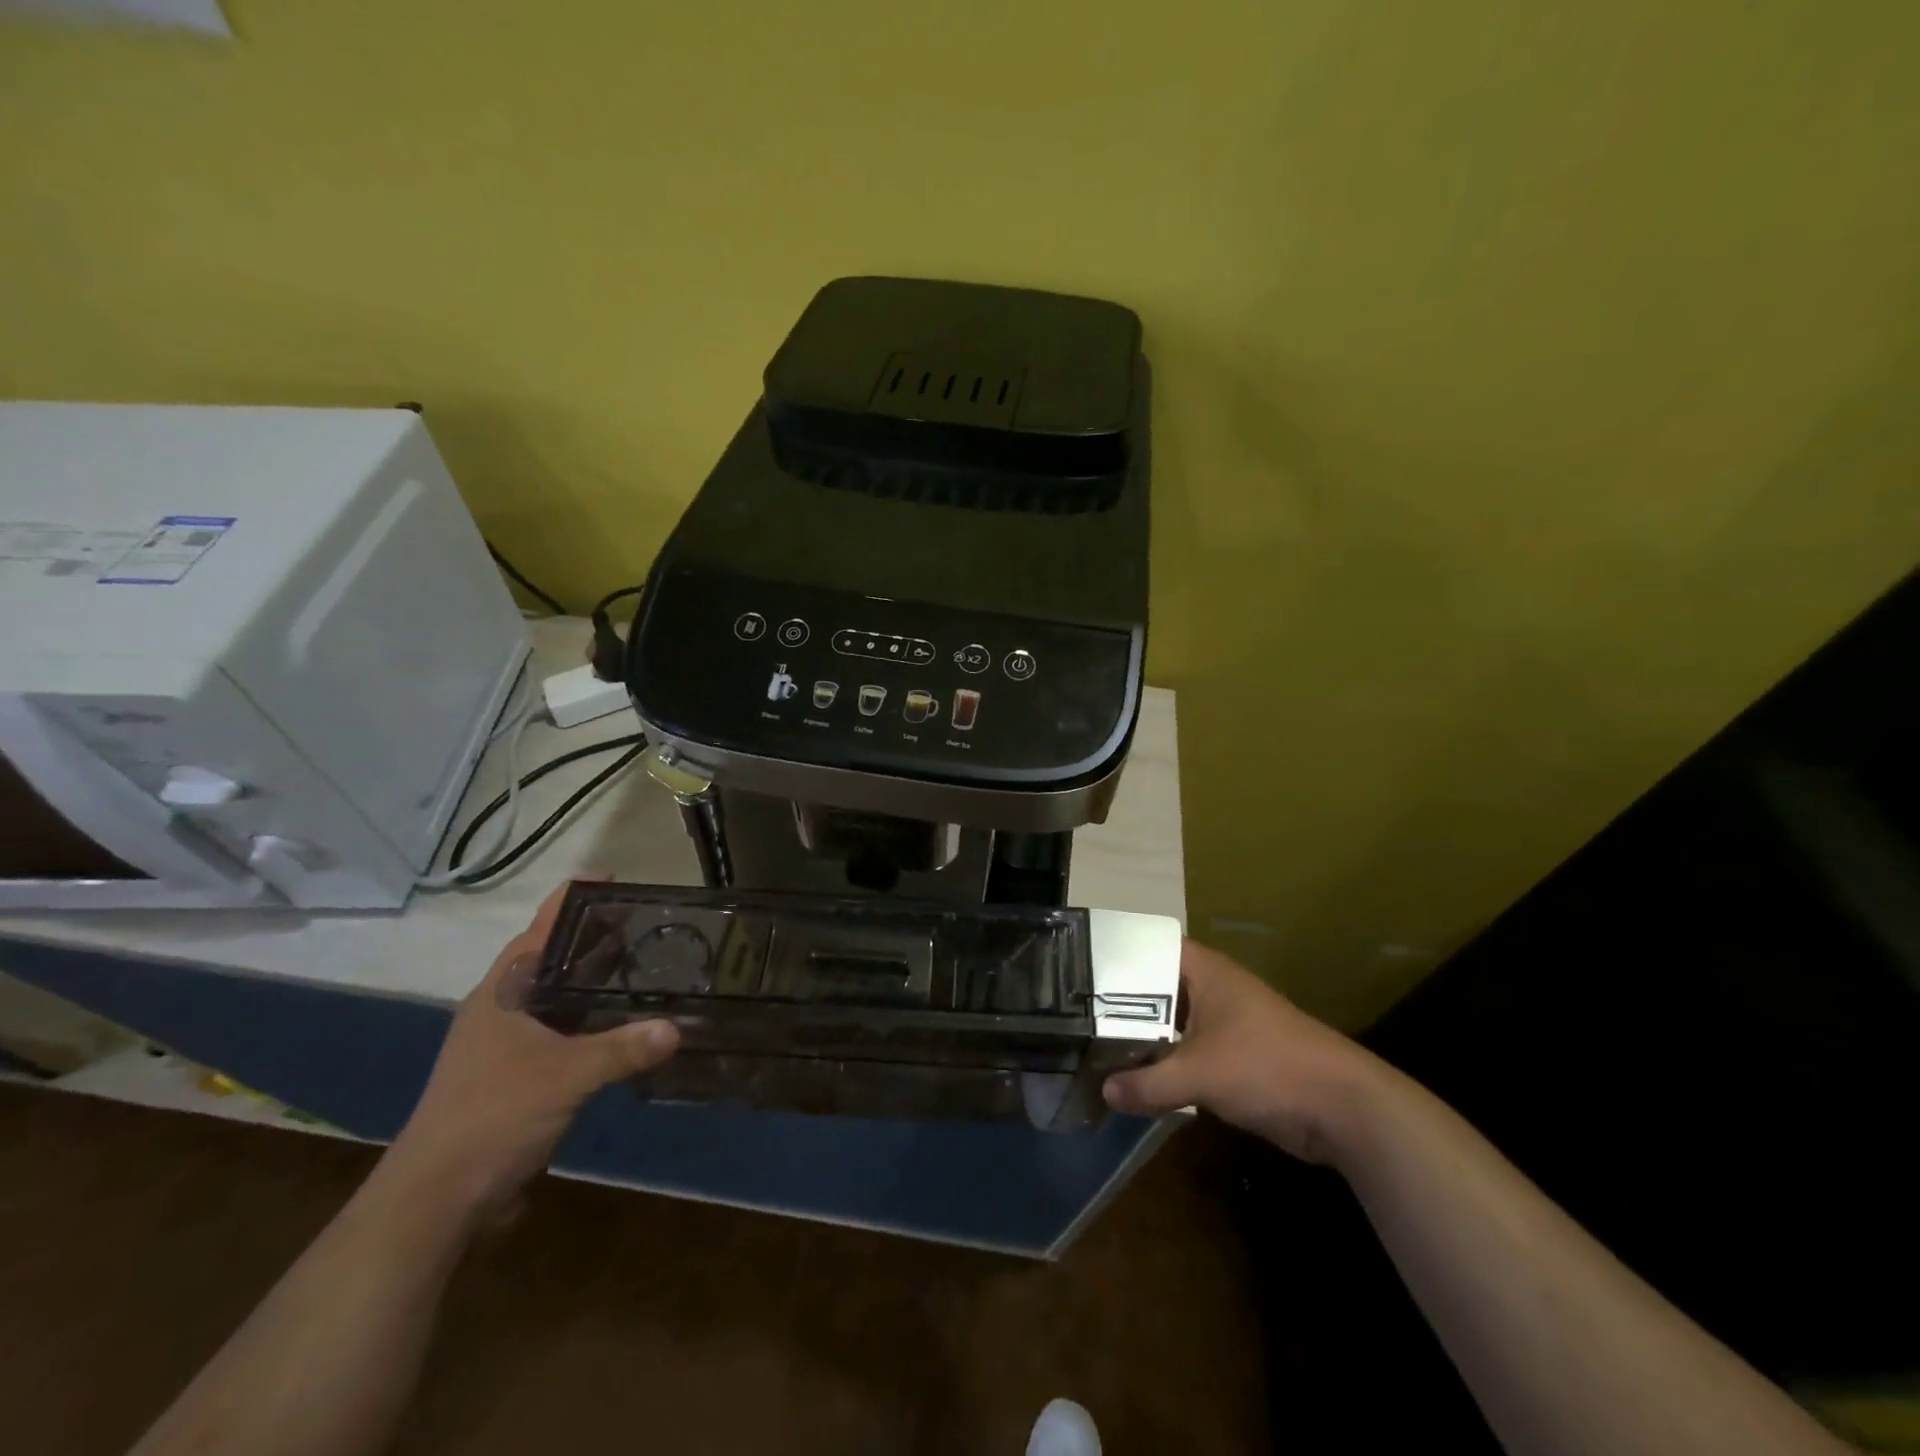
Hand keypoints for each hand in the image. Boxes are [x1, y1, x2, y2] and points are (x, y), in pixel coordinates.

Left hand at [384, 880, 679, 1219]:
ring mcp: (509, 1044)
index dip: (575, 899)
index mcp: (502, 991)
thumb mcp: (565, 1076)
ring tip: (647, 966)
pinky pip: (565, 1031)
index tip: (616, 879)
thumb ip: (623, 1048)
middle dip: (597, 938)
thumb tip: (677, 1027)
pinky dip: (595, 1020)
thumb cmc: (492, 1116)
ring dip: (597, 981)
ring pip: (561, 997)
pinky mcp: (519, 1075)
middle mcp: (503, 1008)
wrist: (437, 1201)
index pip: (542, 926)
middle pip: (555, 957)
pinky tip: (627, 1023)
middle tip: (649, 923)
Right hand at [1103, 940, 1384, 1164]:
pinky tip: (1133, 1078)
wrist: (1342, 1108)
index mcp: (1205, 971)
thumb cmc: (1268, 1066)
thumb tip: (1104, 1091)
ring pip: (1170, 1023)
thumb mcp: (1200, 1073)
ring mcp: (1223, 1024)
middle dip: (1120, 1003)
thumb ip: (1148, 1082)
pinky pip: (1185, 1052)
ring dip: (1141, 1037)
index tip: (1076, 970)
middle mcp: (1211, 989)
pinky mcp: (1232, 1057)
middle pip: (1155, 988)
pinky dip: (1162, 1063)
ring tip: (1092, 1046)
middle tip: (1073, 1014)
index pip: (1149, 948)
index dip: (1115, 956)